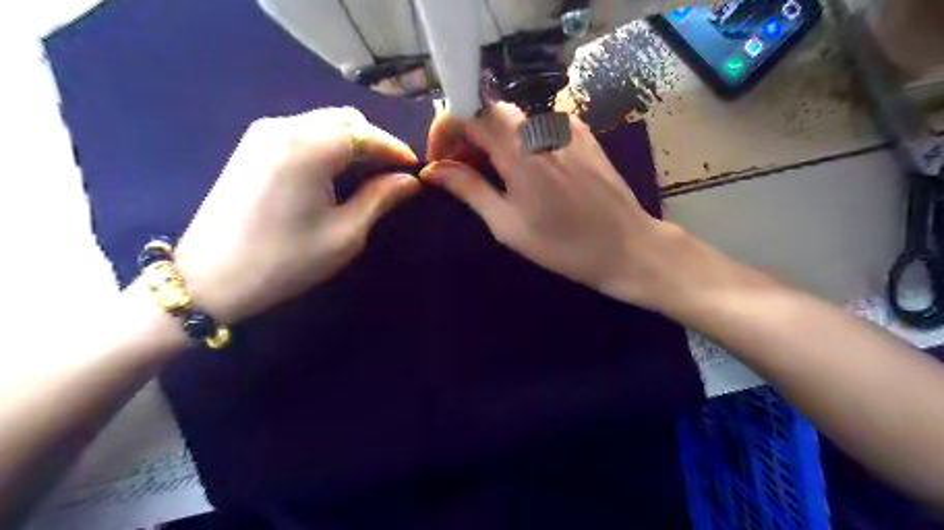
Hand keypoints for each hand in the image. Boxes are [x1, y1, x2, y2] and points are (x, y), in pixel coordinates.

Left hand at [172, 106, 418, 322]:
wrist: (210, 280)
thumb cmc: (284, 261)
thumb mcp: (345, 234)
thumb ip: (380, 198)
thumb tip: (409, 181)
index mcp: (309, 147)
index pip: (367, 134)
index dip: (396, 150)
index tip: (417, 170)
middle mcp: (284, 126)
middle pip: (346, 119)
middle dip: (375, 143)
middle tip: (392, 175)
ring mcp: (263, 133)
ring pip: (325, 122)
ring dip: (353, 143)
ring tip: (369, 175)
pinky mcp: (252, 145)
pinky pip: (304, 131)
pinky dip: (329, 145)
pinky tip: (335, 173)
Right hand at [422, 104, 687, 310]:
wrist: (627, 246)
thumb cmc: (563, 245)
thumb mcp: (507, 224)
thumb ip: (468, 189)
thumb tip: (433, 170)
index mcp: (519, 149)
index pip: (467, 109)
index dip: (445, 129)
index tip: (440, 160)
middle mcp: (540, 125)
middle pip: (488, 113)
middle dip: (466, 138)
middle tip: (462, 175)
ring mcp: (565, 125)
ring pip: (512, 120)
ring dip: (492, 141)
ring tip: (492, 178)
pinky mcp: (581, 133)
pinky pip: (537, 127)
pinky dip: (519, 142)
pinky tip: (527, 174)